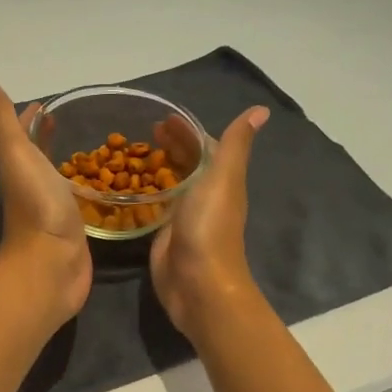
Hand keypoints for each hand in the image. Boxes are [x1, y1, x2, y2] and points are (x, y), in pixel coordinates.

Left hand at [0, 79, 91, 326]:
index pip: (22, 136)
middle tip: (65, 121)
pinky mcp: (72, 230)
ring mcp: (52, 210)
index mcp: (18, 168)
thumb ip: (3, 122)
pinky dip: (83, 190)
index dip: (29, 119)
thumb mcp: (16, 155)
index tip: (45, 104)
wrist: (51, 264)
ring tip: (88, 149)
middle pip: (37, 157)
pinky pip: (77, 202)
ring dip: (65, 163)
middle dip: (46, 138)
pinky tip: (97, 187)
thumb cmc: (36, 205)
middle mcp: (32, 187)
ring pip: (57, 179)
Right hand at [149, 105, 269, 340]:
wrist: (198, 282)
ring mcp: (184, 216)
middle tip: (145, 131)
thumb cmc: (210, 226)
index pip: (206, 147)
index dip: (188, 131)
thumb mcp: (224, 177)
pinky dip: (146, 191)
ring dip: (157, 166)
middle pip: (188, 164)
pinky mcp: (165, 234)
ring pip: (172, 183)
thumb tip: (262, 110)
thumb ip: (236, 144)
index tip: (164, 117)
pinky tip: (128, 185)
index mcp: (221, 180)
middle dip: (171, 146)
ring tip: (134, 152)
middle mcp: (205, 195)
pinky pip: (156, 205)